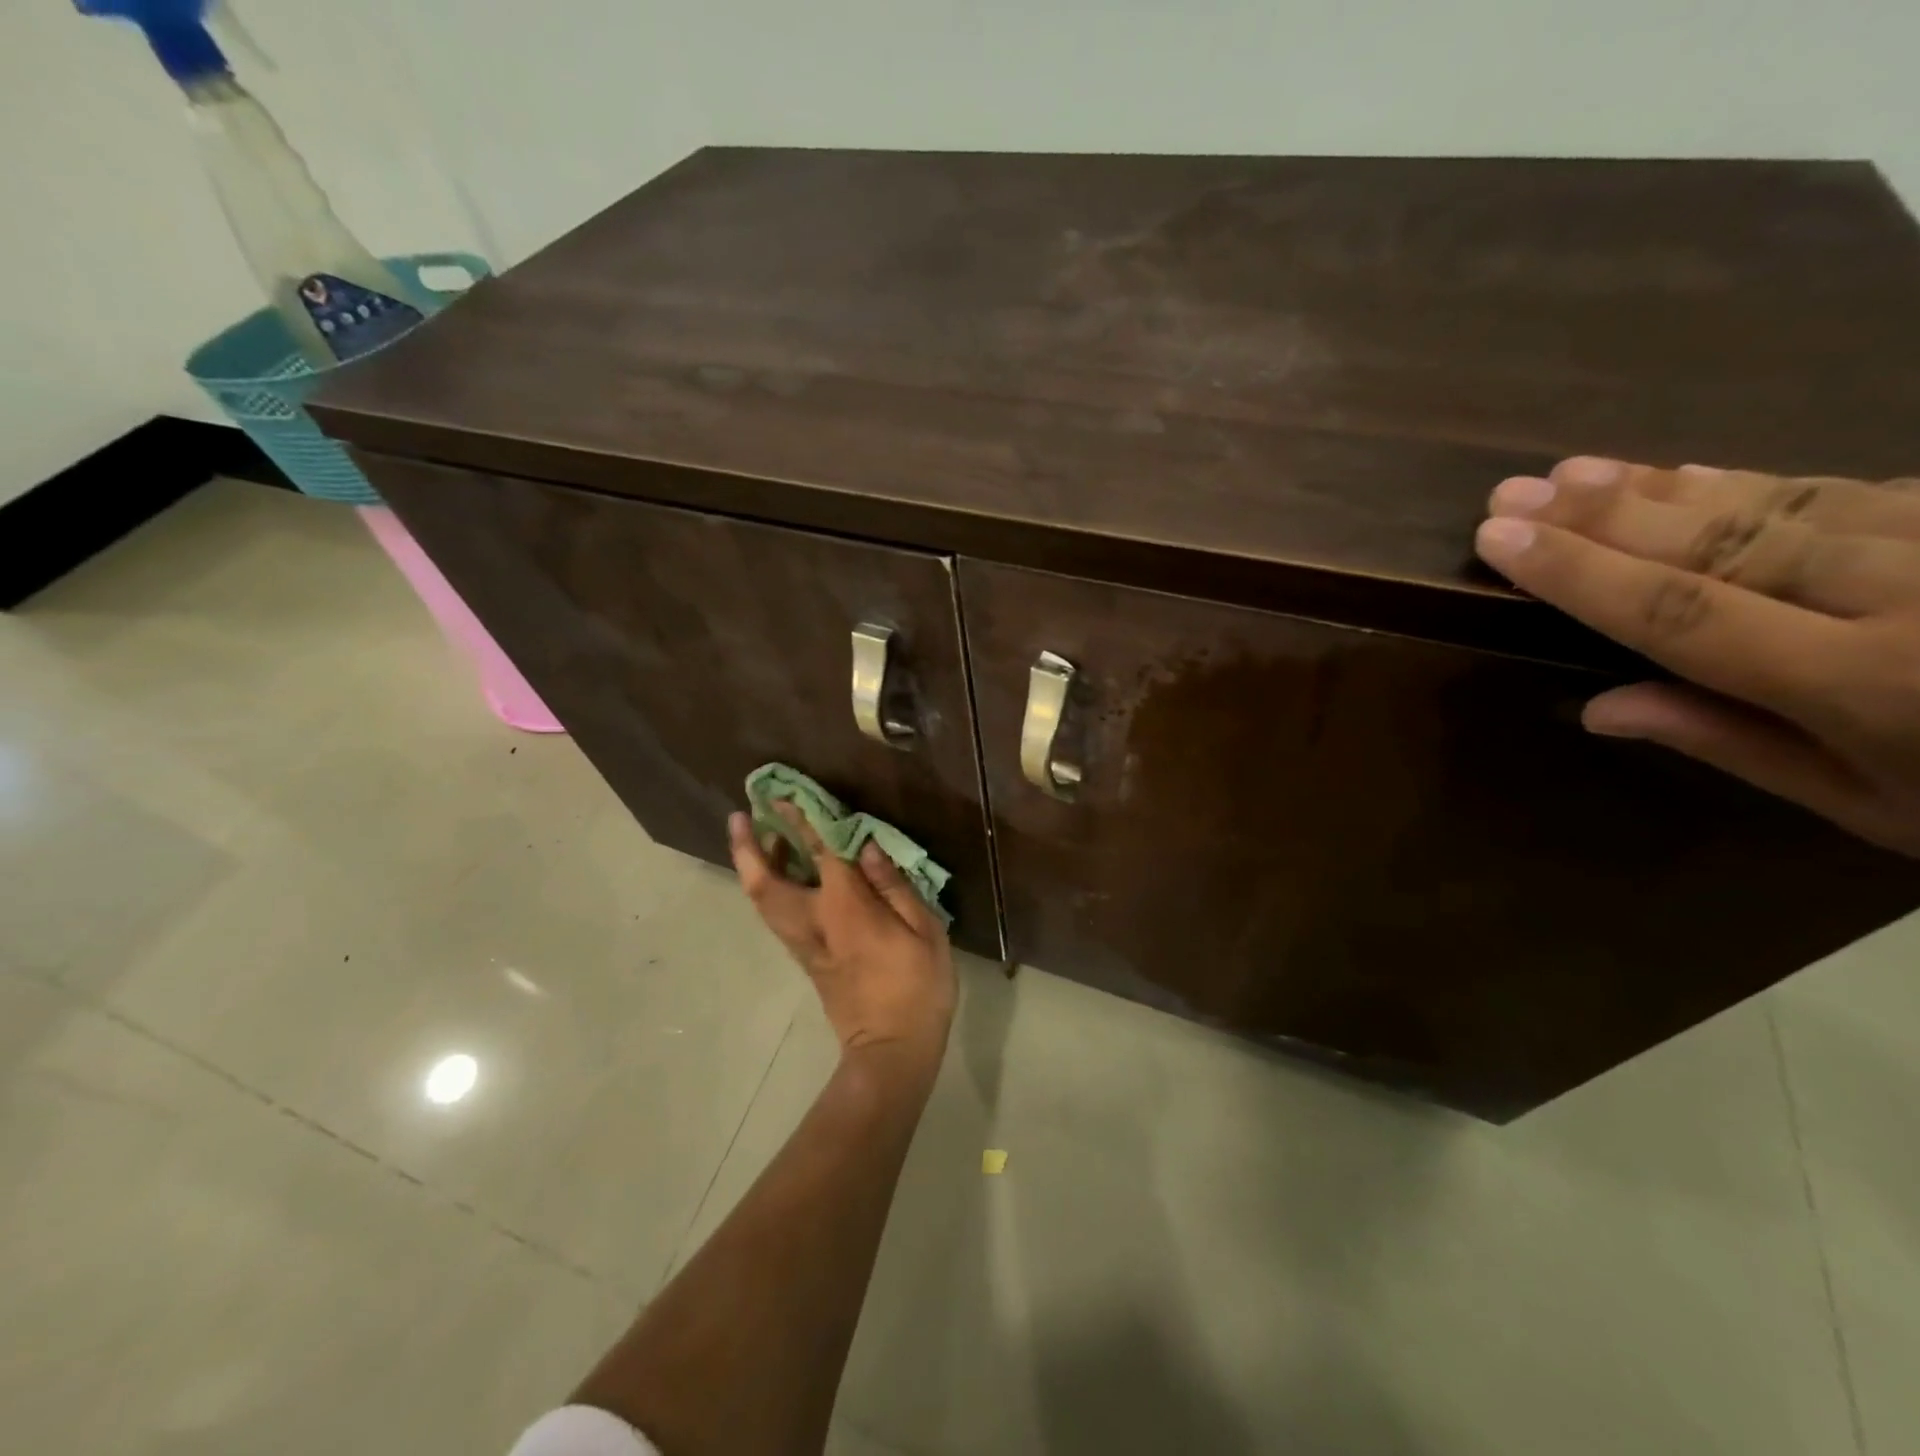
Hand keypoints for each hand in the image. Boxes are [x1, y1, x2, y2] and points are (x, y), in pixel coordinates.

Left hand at [728, 806, 956, 1068]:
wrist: (891, 1052)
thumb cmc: (917, 988)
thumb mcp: (925, 932)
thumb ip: (894, 886)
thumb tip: (867, 847)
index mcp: (845, 909)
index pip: (818, 854)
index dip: (801, 821)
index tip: (783, 796)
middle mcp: (813, 922)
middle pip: (764, 882)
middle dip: (748, 847)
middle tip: (742, 816)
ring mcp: (804, 943)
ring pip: (763, 899)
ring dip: (755, 865)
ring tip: (761, 837)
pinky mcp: (806, 958)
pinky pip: (776, 913)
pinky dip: (771, 886)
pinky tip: (787, 873)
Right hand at [1475, 456, 1919, 857]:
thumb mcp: (1879, 806)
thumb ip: (1735, 743)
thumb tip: (1598, 708)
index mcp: (1876, 684)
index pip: (1680, 613)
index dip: (1579, 573)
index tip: (1498, 539)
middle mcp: (1914, 596)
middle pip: (1721, 543)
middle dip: (1602, 516)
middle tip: (1514, 491)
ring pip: (1778, 502)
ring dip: (1658, 487)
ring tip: (1570, 471)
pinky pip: (1847, 490)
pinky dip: (1752, 482)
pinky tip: (1685, 473)